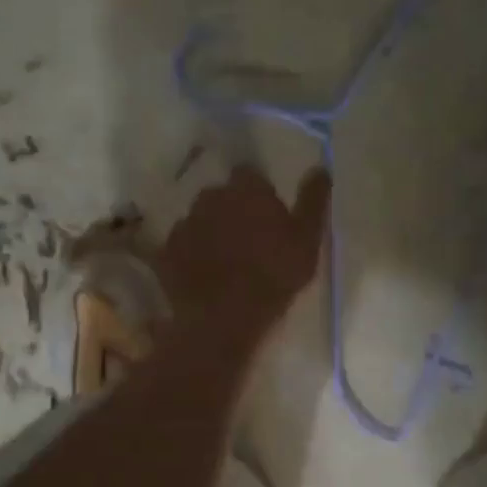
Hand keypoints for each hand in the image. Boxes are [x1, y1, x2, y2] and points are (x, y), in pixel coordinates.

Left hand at [160, 166, 330, 338]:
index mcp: (246, 189)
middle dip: (233, 210)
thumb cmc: (273, 276)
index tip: (268, 215)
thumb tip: (320, 168)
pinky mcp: (166, 250)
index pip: (250, 175)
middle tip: (249, 240)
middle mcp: (211, 196)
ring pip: (201, 219)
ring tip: (226, 260)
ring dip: (211, 231)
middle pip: (222, 195)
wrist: (223, 318)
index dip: (259, 194)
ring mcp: (185, 223)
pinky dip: (191, 254)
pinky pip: (182, 245)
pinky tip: (204, 274)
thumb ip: (313, 201)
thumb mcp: (307, 240)